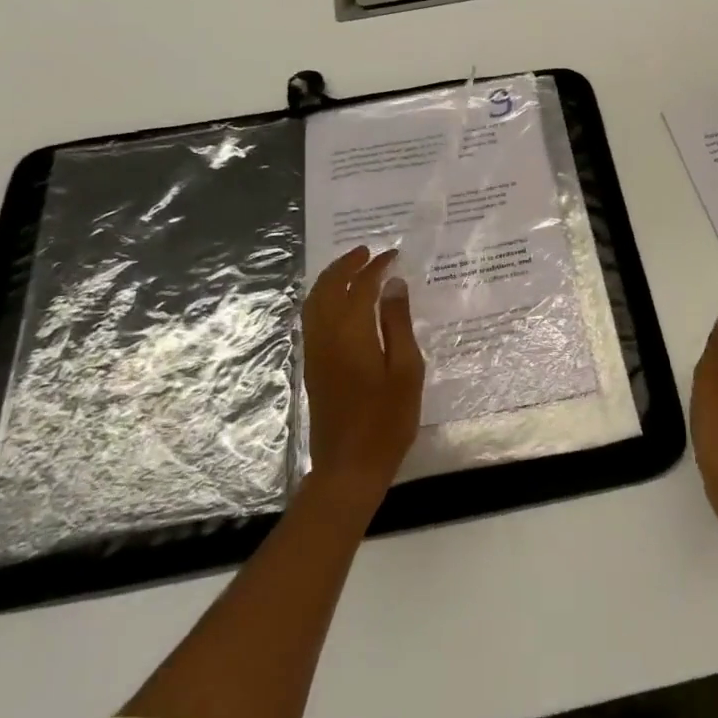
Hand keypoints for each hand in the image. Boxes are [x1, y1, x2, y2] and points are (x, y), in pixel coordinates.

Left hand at [301, 246, 426, 506]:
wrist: (349, 465)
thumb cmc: (387, 419)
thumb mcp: (406, 369)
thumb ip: (397, 323)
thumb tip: (393, 284)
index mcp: (351, 333)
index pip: (360, 286)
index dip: (376, 267)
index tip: (393, 254)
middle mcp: (326, 336)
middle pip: (327, 288)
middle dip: (345, 265)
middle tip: (367, 251)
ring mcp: (315, 352)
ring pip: (314, 302)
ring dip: (331, 279)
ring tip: (352, 269)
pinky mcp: (313, 366)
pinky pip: (312, 319)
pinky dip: (323, 299)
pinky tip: (340, 302)